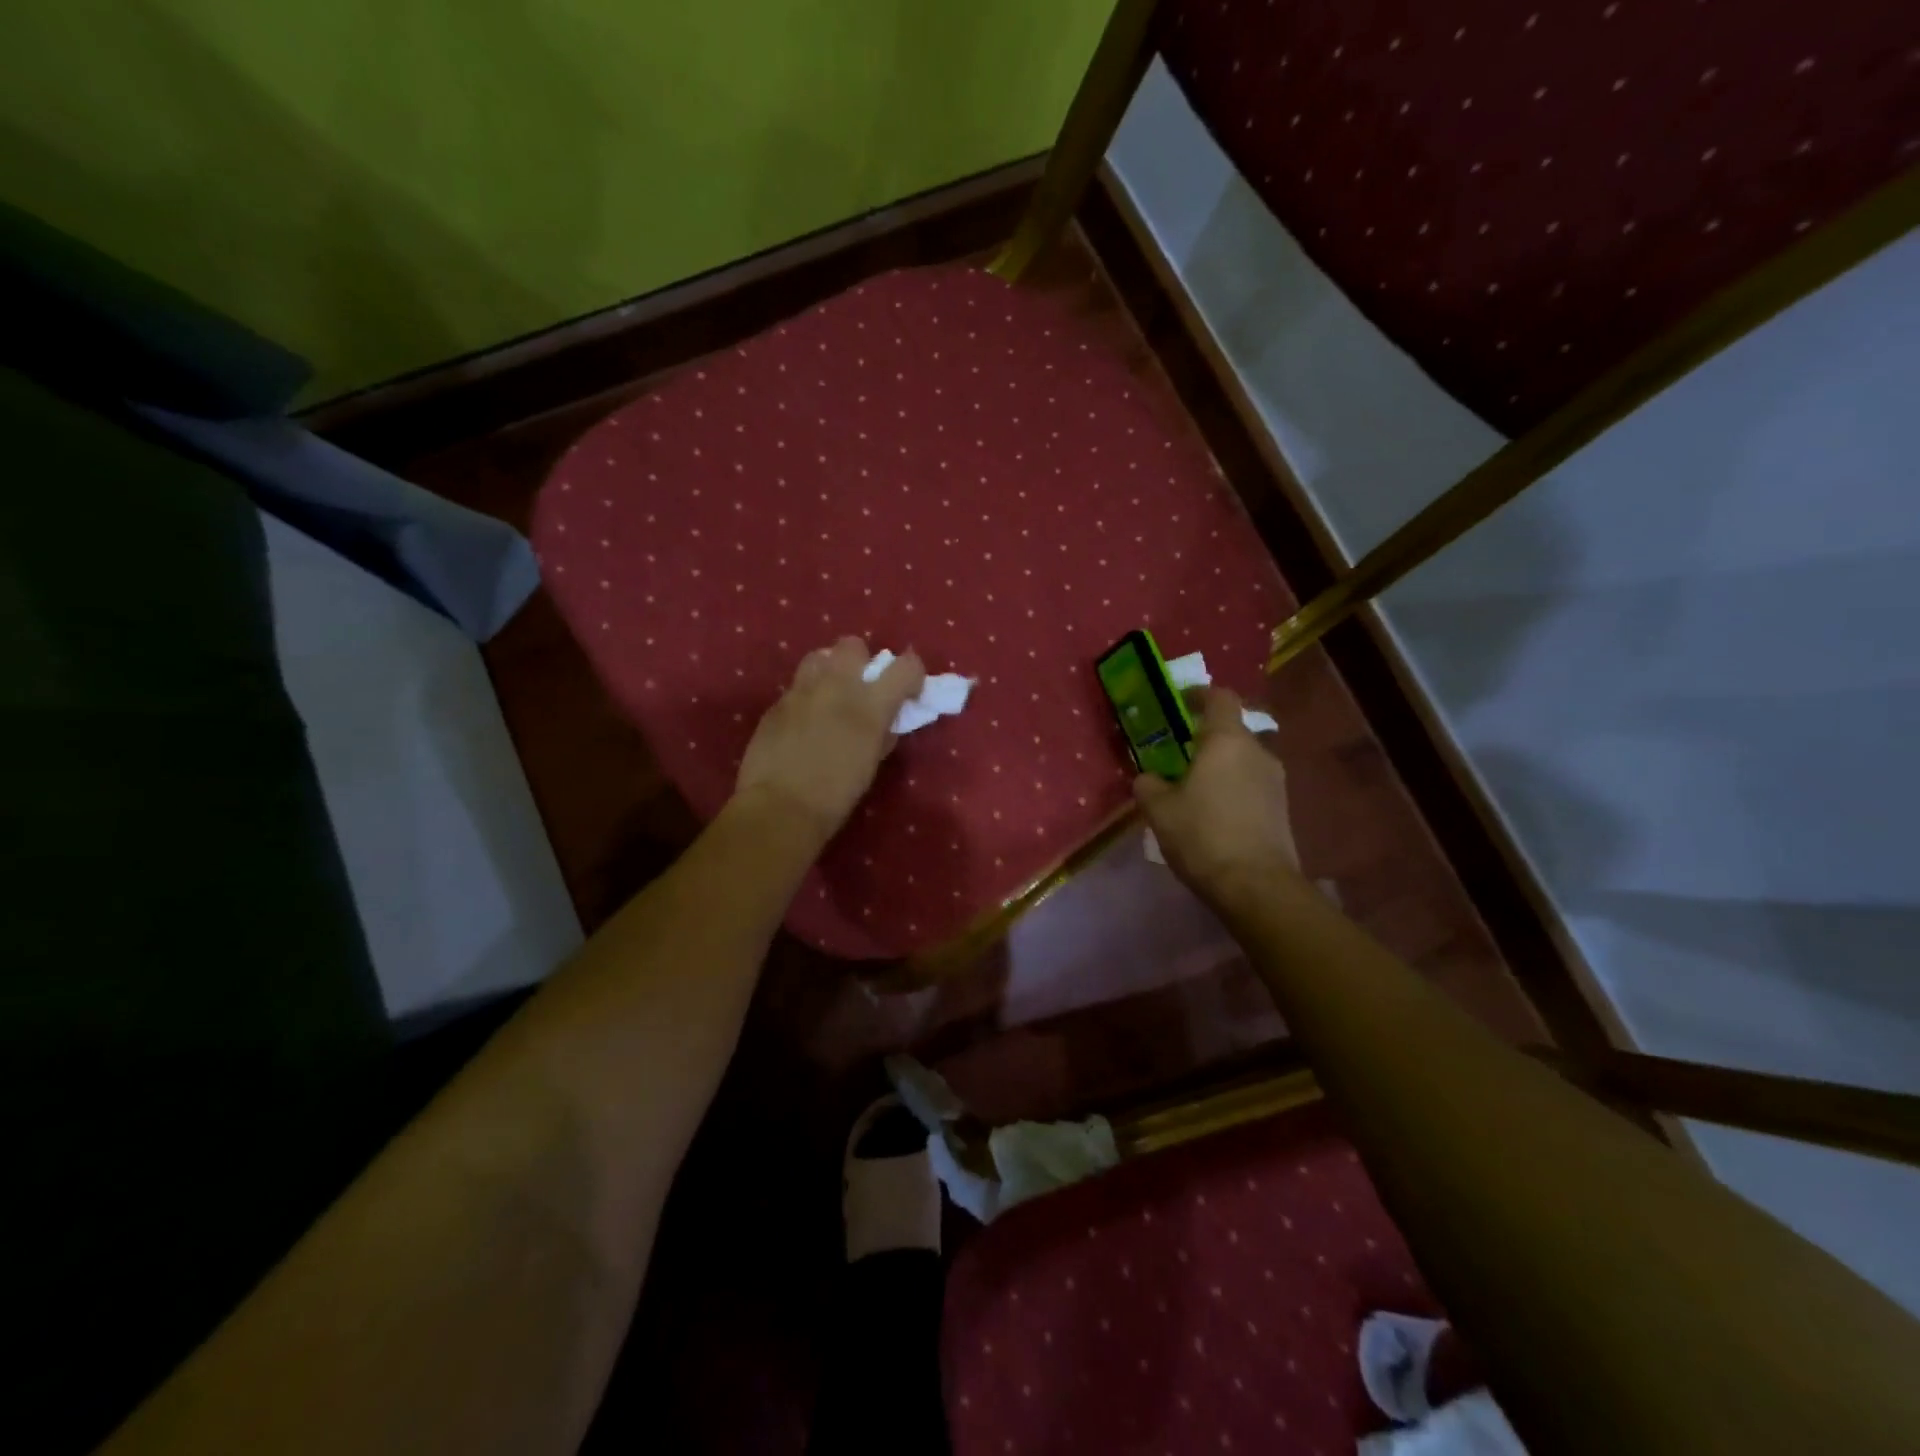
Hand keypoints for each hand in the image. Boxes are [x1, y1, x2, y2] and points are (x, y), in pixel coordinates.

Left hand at [734, 637, 926, 842]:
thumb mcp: (871, 764)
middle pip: (853, 645)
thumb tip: (886, 723)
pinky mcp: (776, 703)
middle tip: (861, 687)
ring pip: (819, 657)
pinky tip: (803, 722)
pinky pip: (797, 687)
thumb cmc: (836, 794)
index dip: (912, 674)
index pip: (906, 666)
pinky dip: (807, 697)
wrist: (780, 807)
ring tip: (829, 695)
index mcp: (870, 704)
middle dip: (862, 661)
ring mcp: (802, 690)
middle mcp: (837, 685)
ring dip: (830, 670)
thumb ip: (882, 734)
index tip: (908, 691)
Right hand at [1134, 688, 1300, 906]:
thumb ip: (1148, 785)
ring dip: (1220, 766)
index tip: (1179, 704)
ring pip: (1243, 759)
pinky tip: (1214, 814)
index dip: (1199, 695)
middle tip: (1178, 755)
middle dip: (1205, 738)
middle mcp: (1257, 751)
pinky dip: (1233, 788)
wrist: (1256, 886)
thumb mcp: (1159, 810)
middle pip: (1232, 730)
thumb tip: (1149, 778)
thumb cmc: (1203, 836)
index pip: (1220, 697)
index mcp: (1227, 741)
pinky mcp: (1282, 808)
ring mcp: (1275, 780)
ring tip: (1194, 789)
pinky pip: (1252, 784)